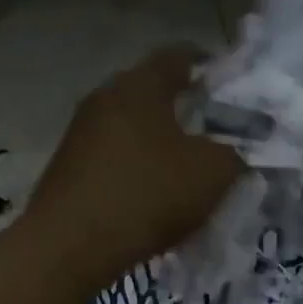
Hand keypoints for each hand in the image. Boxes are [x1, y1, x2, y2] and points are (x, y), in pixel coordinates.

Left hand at [23, 45, 243, 296]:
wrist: (69, 246)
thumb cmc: (147, 195)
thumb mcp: (212, 174)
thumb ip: (234, 155)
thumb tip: (234, 154)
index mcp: (140, 84)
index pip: (180, 56)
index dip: (210, 68)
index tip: (231, 88)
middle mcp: (104, 98)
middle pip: (152, 95)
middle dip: (184, 114)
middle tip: (214, 138)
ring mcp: (80, 135)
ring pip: (131, 131)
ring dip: (158, 147)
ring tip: (184, 175)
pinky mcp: (67, 170)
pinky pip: (113, 162)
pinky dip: (135, 174)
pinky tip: (150, 201)